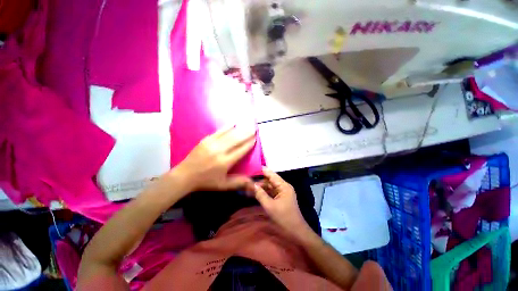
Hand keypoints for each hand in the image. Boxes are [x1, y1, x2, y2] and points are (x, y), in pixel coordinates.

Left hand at [171, 125, 256, 192]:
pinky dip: (227, 127)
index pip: (241, 150)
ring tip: (248, 125)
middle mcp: (220, 151)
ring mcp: (212, 143)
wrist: (185, 175)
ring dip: (240, 129)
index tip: (256, 138)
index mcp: (225, 162)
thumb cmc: (206, 181)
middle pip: (237, 139)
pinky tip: (234, 123)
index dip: (249, 143)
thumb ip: (238, 182)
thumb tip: (253, 183)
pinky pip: (219, 131)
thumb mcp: (223, 185)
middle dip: (247, 133)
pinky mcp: (206, 140)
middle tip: (255, 128)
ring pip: (229, 134)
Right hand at [254, 168, 309, 235]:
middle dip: (259, 181)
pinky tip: (255, 193)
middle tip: (247, 181)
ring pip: (270, 187)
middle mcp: (283, 187)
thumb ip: (260, 194)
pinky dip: (264, 193)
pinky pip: (271, 193)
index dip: (262, 171)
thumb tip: (253, 184)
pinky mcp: (281, 198)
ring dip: (260, 187)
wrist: (296, 232)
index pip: (272, 174)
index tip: (252, 167)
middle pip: (270, 180)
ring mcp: (282, 193)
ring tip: (249, 187)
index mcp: (283, 186)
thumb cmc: (284, 218)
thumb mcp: (270, 206)